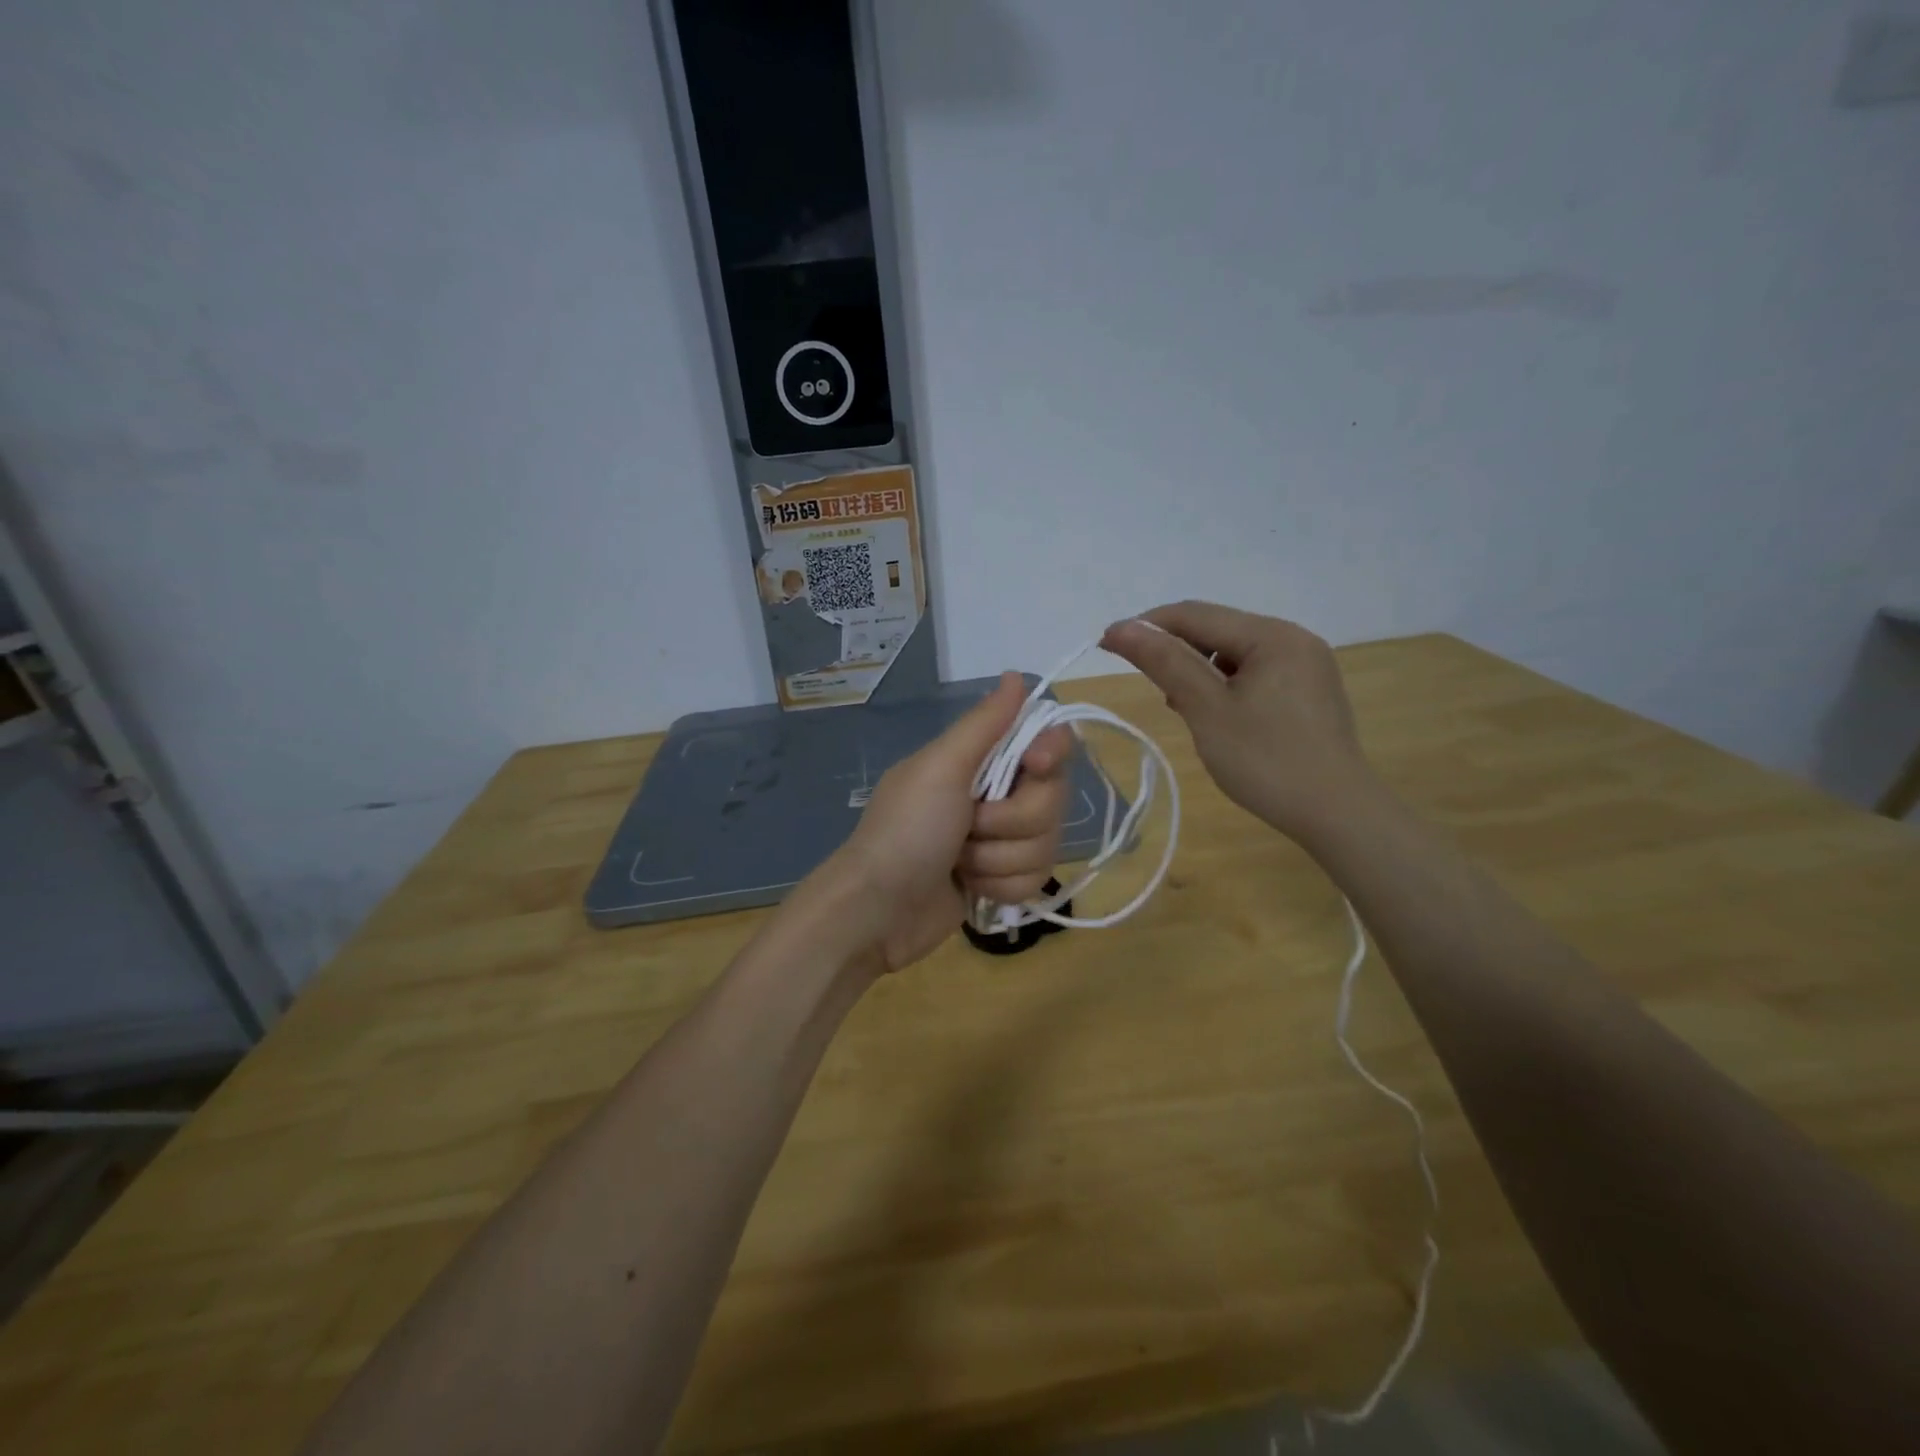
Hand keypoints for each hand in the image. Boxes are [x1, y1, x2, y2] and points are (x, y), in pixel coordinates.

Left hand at [807, 672, 1071, 973]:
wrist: (878, 908)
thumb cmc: (906, 830)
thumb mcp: (941, 768)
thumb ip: (984, 723)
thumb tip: (1016, 675)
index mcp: (981, 760)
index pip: (1047, 744)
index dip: (1050, 754)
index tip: (1035, 766)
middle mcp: (997, 794)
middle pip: (1052, 800)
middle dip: (1011, 821)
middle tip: (970, 826)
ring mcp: (1001, 840)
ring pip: (1045, 844)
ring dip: (999, 858)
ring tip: (959, 861)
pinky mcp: (1002, 879)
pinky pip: (1034, 879)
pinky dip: (999, 885)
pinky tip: (968, 886)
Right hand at [1101, 601, 1377, 846]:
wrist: (1337, 814)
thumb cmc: (1266, 760)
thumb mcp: (1206, 709)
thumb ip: (1164, 662)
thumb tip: (1121, 628)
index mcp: (1271, 636)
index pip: (1194, 614)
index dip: (1146, 626)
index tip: (1106, 645)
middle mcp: (1293, 638)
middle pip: (1216, 630)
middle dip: (1173, 649)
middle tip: (1141, 680)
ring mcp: (1306, 665)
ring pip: (1234, 653)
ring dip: (1197, 669)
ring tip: (1178, 704)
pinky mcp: (1309, 691)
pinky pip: (1254, 673)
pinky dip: (1224, 685)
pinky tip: (1213, 713)